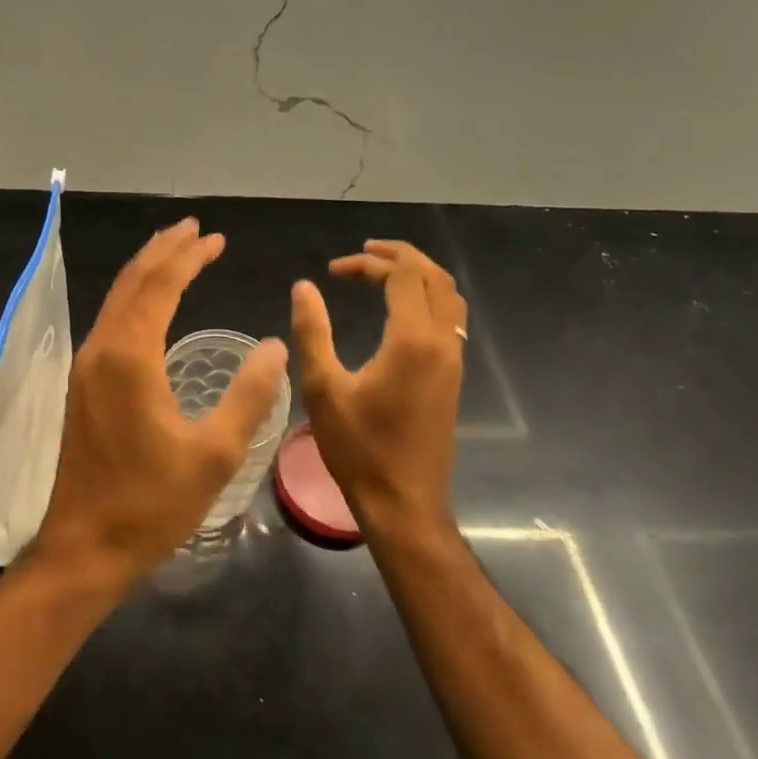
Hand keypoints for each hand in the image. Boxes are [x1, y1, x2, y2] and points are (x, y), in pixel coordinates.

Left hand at [31, 219, 288, 589]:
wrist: (85, 545)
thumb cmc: (152, 503)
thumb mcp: (214, 453)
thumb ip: (249, 396)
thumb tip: (274, 346)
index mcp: (130, 356)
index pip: (160, 286)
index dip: (189, 257)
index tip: (215, 238)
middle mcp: (101, 349)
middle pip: (132, 282)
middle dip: (164, 251)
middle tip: (194, 229)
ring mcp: (86, 366)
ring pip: (116, 300)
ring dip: (146, 272)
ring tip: (174, 252)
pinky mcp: (82, 385)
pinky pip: (109, 322)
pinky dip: (133, 299)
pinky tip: (149, 305)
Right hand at [291, 240, 465, 538]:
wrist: (404, 502)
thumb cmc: (358, 447)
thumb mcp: (322, 387)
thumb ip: (312, 331)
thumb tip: (304, 287)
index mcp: (412, 340)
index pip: (403, 275)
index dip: (369, 262)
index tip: (333, 271)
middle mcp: (442, 343)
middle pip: (434, 277)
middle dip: (399, 257)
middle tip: (361, 256)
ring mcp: (453, 361)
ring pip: (449, 297)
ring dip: (418, 276)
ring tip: (380, 273)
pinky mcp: (452, 377)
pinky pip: (450, 319)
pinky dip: (427, 298)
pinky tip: (398, 310)